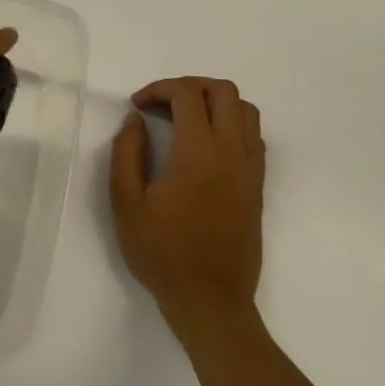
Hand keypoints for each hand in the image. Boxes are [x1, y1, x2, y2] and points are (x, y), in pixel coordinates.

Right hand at [109, 77, 265, 331]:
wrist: (210, 299)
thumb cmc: (162, 252)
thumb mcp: (126, 202)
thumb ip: (127, 153)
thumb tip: (135, 121)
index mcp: (198, 153)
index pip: (188, 94)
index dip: (159, 89)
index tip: (137, 106)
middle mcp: (232, 152)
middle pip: (223, 91)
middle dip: (188, 87)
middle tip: (159, 106)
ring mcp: (251, 169)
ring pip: (245, 110)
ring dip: (213, 103)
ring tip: (182, 121)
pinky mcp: (258, 185)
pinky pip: (253, 136)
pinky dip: (229, 124)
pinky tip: (202, 146)